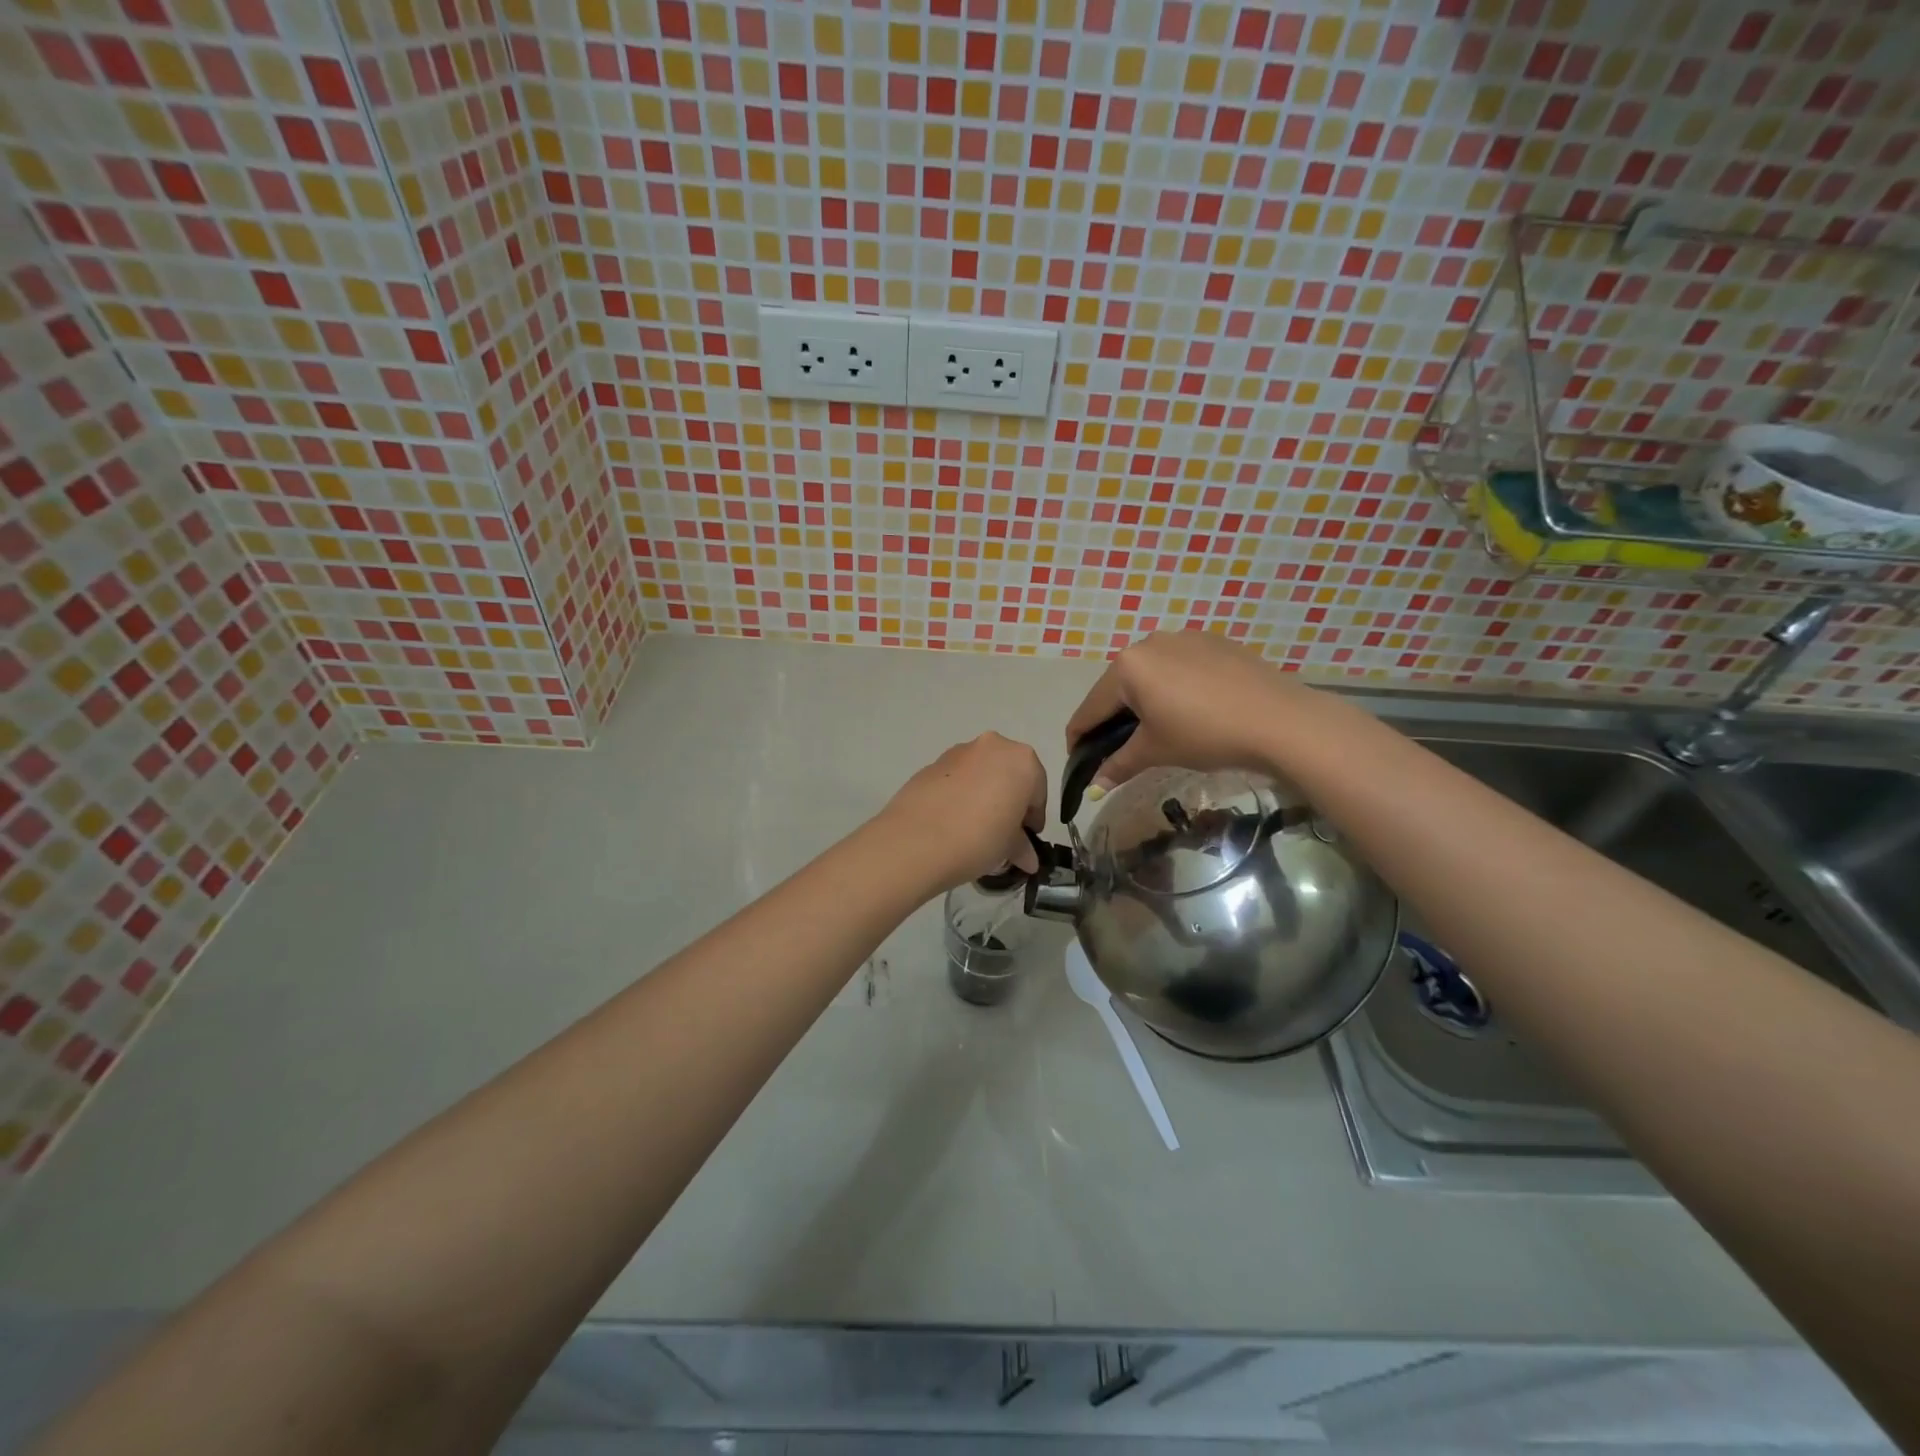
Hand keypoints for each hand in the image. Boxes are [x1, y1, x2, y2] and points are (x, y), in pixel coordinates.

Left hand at [874, 734, 1048, 890]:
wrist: (916, 840)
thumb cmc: (979, 838)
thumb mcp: (1009, 848)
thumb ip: (1022, 847)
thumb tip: (1028, 859)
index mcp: (1022, 761)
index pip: (1038, 791)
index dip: (1033, 818)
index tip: (1026, 839)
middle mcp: (992, 746)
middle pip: (1009, 774)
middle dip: (1009, 801)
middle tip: (1002, 832)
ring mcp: (958, 752)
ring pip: (981, 773)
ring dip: (984, 795)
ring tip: (974, 829)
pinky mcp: (931, 764)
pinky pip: (956, 779)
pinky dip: (960, 794)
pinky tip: (951, 822)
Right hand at [1065, 630, 1329, 789]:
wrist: (1280, 720)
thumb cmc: (1205, 734)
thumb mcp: (1156, 751)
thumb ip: (1118, 765)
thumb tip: (1093, 787)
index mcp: (1127, 666)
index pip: (1090, 708)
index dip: (1079, 738)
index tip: (1078, 761)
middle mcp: (1149, 643)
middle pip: (1118, 687)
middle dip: (1113, 719)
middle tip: (1119, 750)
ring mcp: (1184, 638)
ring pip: (1150, 674)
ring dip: (1143, 702)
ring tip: (1157, 730)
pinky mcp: (1213, 642)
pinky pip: (1179, 666)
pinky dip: (1173, 688)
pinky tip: (1190, 711)